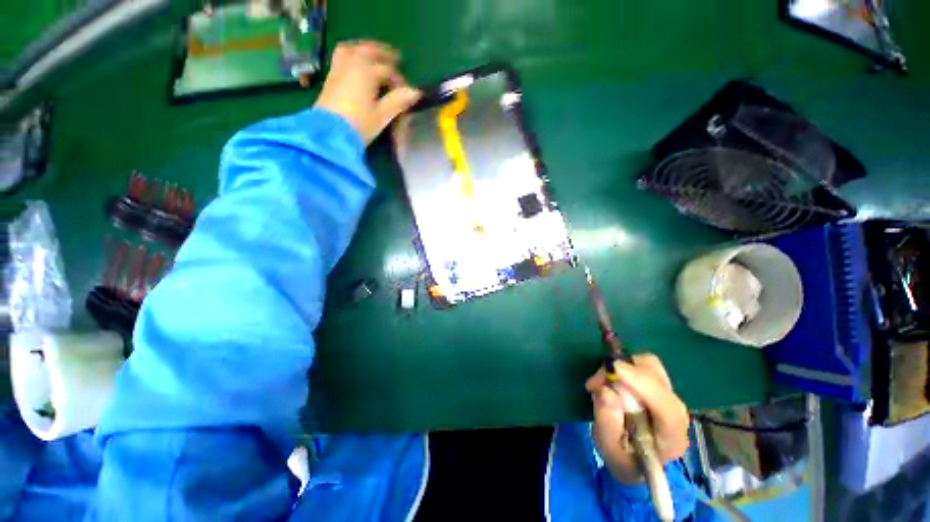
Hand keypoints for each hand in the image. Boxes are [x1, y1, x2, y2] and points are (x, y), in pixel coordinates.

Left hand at [314, 41, 421, 144]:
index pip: (388, 70)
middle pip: (369, 51)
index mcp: (366, 71)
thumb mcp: (382, 115)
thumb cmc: (359, 125)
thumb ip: (398, 101)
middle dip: (384, 53)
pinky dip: (352, 55)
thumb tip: (415, 92)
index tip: (406, 92)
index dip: (399, 79)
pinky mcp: (330, 78)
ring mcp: (338, 69)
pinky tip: (356, 65)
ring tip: (374, 56)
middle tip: (395, 58)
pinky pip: (341, 57)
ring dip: (365, 49)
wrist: (330, 133)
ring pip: (352, 49)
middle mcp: (351, 64)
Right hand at [585, 353, 690, 483]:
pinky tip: (609, 381)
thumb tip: (605, 391)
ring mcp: (668, 395)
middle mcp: (676, 412)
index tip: (614, 370)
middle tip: (595, 383)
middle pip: (656, 376)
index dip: (642, 384)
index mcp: (672, 437)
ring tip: (600, 383)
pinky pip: (640, 364)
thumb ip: (607, 424)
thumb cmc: (623, 459)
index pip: (666, 406)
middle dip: (623, 372)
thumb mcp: (609, 450)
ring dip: (620, 368)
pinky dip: (621, 367)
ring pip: (648, 364)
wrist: (635, 460)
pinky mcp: (657, 384)